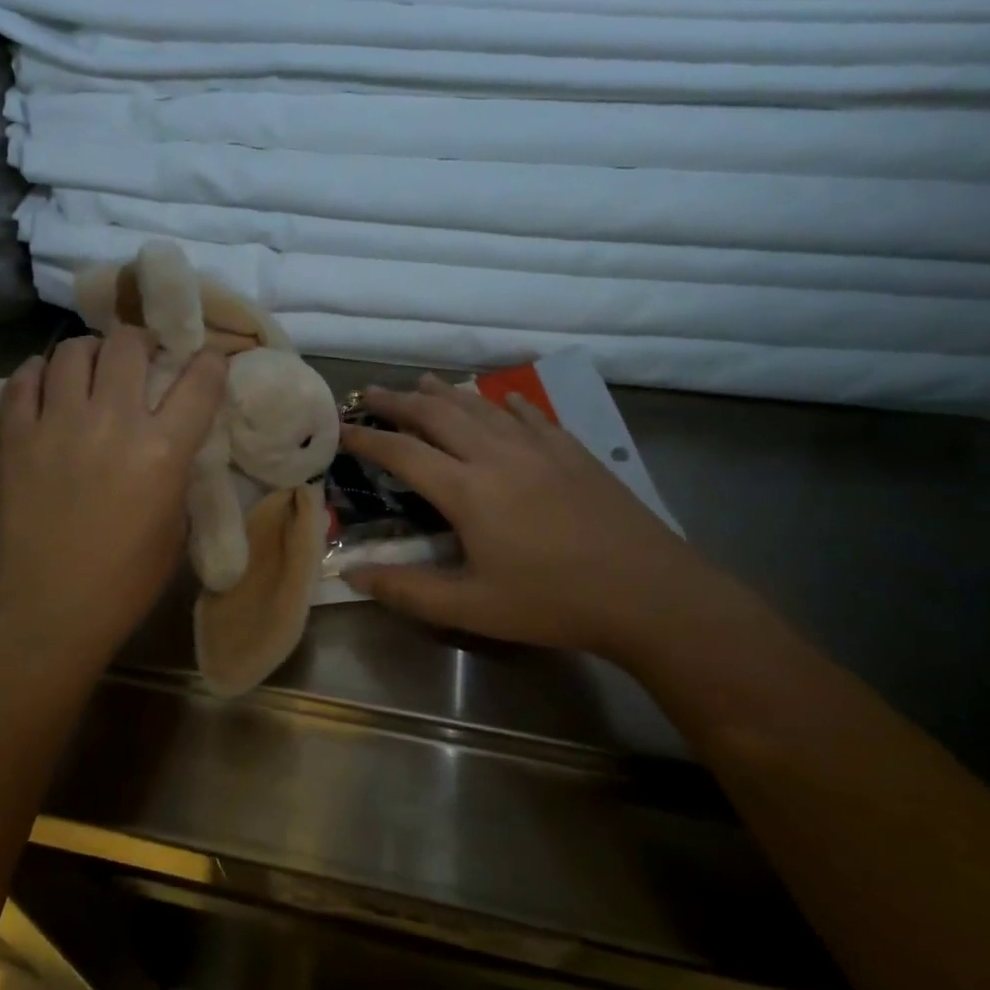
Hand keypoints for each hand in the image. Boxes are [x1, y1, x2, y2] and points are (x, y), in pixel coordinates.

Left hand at [0, 327, 226, 664]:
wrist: (52, 608)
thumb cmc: (127, 579)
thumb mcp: (176, 524)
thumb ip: (178, 469)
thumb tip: (173, 436)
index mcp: (163, 450)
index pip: (199, 379)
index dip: (208, 361)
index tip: (204, 361)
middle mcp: (113, 421)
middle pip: (128, 344)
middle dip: (141, 342)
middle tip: (140, 357)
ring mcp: (58, 424)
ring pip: (73, 350)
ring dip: (90, 353)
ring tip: (91, 369)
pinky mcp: (15, 436)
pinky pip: (24, 380)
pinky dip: (38, 374)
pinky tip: (45, 384)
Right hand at [343, 376, 728, 663]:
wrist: (649, 592)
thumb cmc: (553, 602)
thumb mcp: (471, 608)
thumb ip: (407, 590)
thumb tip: (351, 575)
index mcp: (468, 491)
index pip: (402, 453)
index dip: (366, 438)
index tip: (340, 427)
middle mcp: (497, 456)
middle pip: (437, 415)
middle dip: (398, 402)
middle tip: (369, 393)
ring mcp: (538, 448)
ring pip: (480, 407)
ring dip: (444, 393)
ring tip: (419, 381)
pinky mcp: (571, 451)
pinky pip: (528, 414)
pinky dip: (503, 402)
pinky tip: (498, 397)